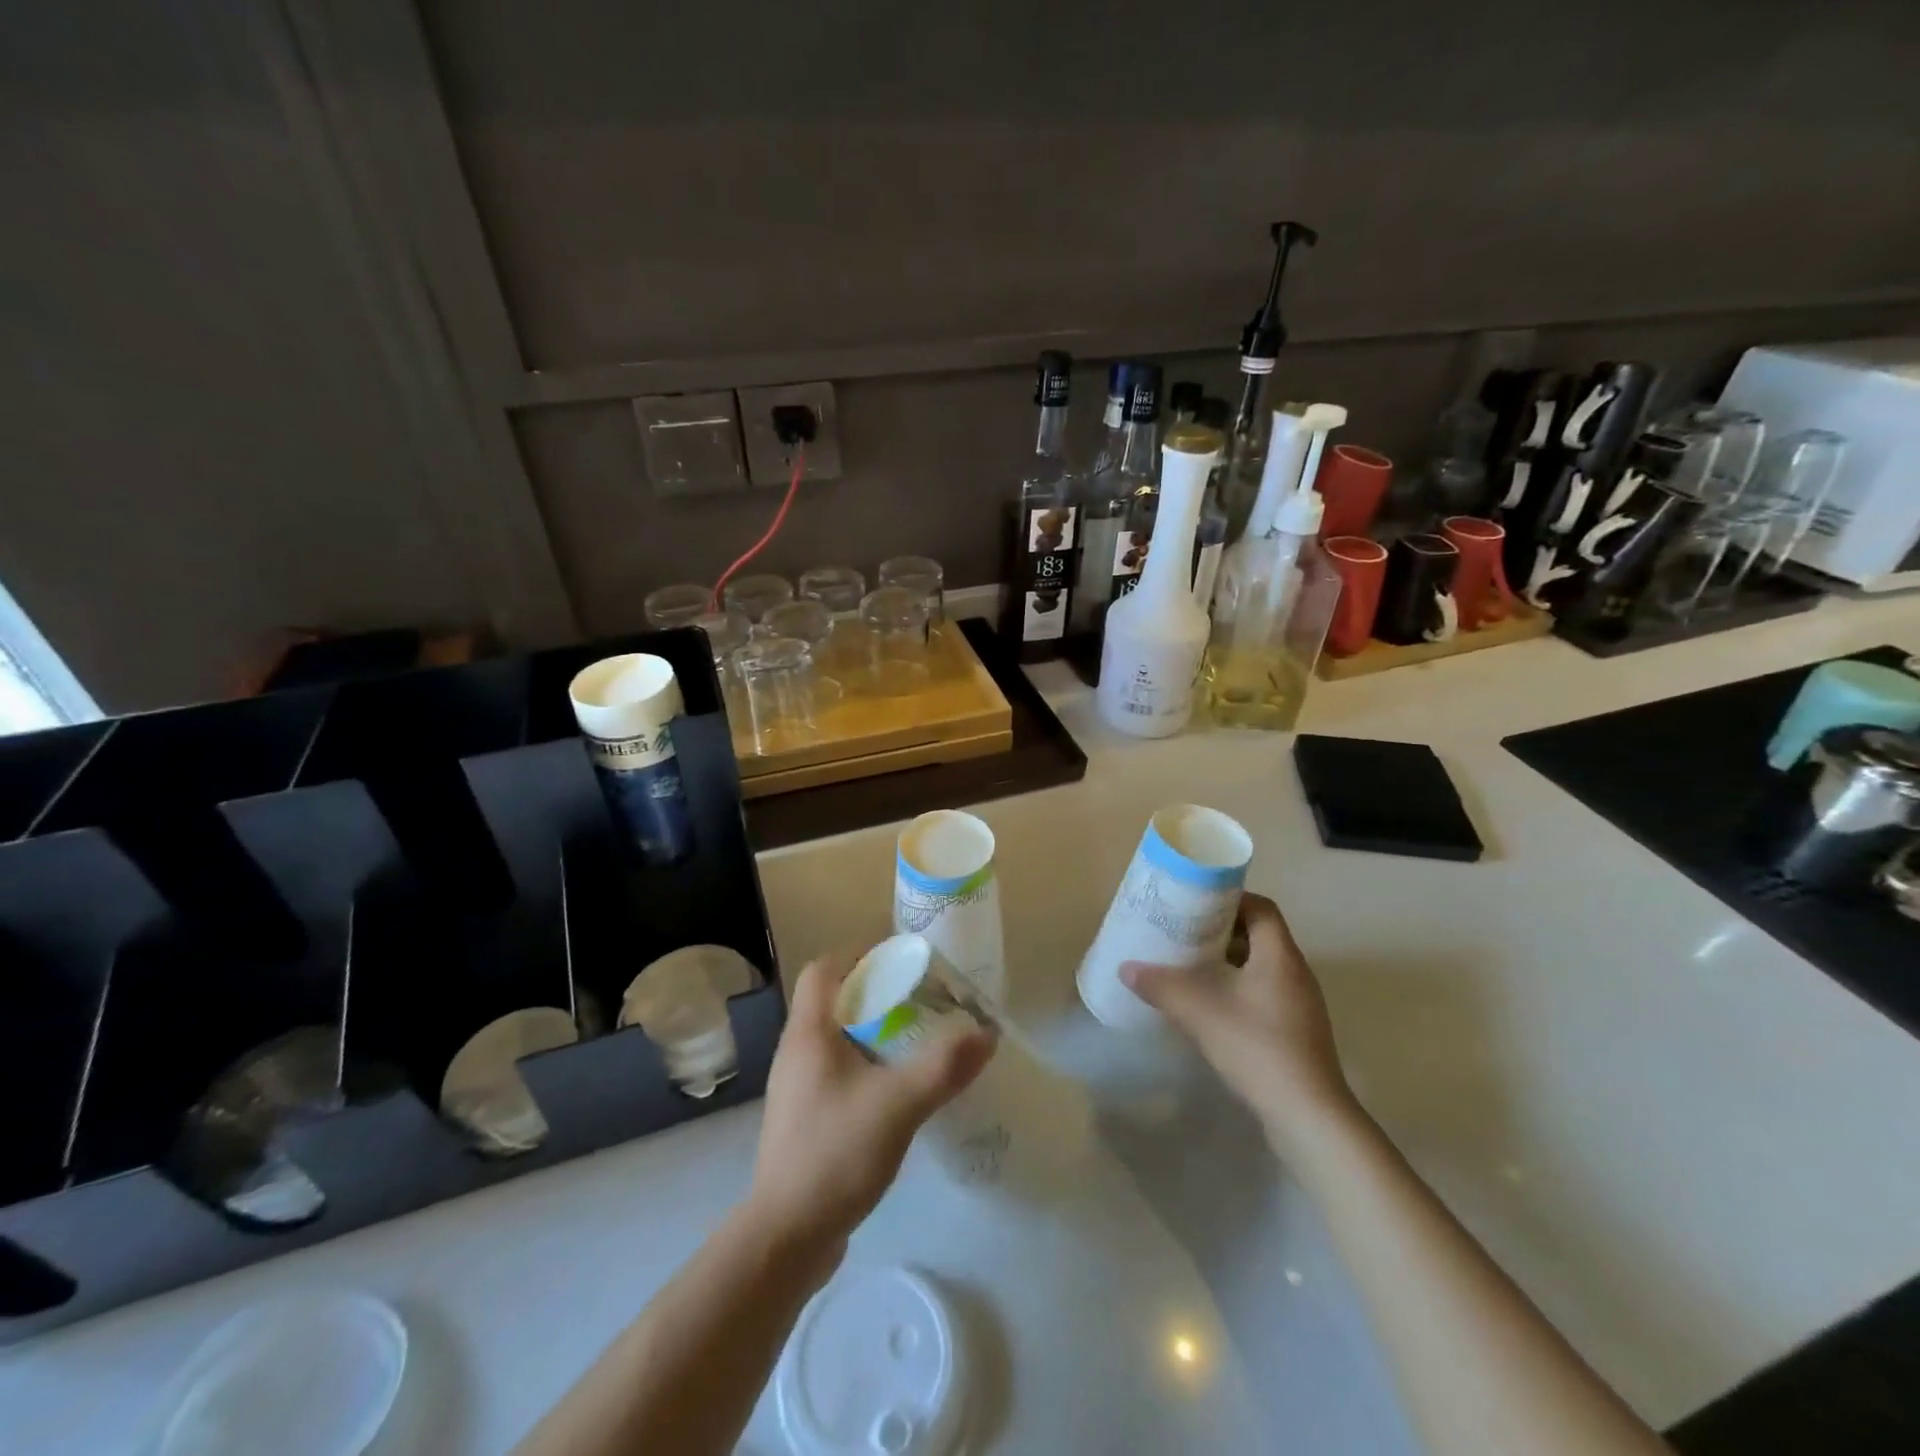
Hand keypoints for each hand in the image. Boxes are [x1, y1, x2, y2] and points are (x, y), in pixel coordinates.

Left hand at [749, 951, 992, 1255]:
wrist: (785, 1238)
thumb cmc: (835, 1153)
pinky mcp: (805, 1120)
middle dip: (875, 993)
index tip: (899, 960)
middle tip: (919, 1000)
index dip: (858, 954)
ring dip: (872, 1031)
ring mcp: (797, 1088)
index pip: (822, 969)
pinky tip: (896, 1089)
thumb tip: (986, 1032)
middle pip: (832, 1001)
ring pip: (835, 1039)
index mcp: (808, 1033)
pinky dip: (866, 1066)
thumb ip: (943, 1066)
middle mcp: (796, 1052)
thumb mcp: (898, 1104)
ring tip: (915, 1040)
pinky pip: (837, 1073)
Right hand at [1122, 892, 1356, 1153]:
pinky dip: (1236, 989)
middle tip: (1184, 932)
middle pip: (1259, 935)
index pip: (1261, 908)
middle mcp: (1295, 973)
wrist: (1308, 1117)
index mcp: (1280, 956)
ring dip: (1227, 962)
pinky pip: (1263, 994)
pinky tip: (1209, 1006)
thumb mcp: (1200, 1011)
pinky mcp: (1296, 1033)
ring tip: (1190, 966)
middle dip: (1221, 931)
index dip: (1230, 899)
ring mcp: (1299, 1005)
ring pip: (1260, 967)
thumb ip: (1162, 985)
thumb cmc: (1258, 1048)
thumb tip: (1126, 968)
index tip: (1196, 902)